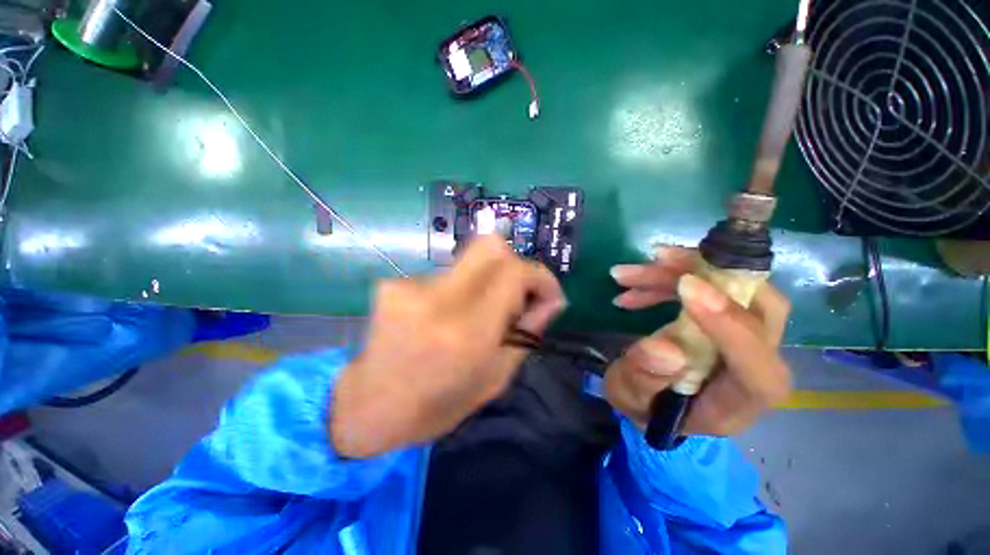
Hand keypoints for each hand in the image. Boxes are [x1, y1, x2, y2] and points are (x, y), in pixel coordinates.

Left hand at [331, 236, 566, 458]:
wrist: (369, 406)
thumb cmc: (438, 404)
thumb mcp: (495, 377)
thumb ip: (528, 332)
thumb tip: (551, 300)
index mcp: (467, 332)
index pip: (514, 272)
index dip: (539, 276)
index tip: (548, 294)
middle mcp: (439, 299)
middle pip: (490, 245)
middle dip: (514, 265)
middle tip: (516, 294)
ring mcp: (411, 287)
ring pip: (469, 261)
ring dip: (485, 282)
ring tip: (475, 314)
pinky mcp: (394, 283)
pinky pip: (446, 274)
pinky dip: (458, 289)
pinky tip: (445, 316)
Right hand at [606, 247, 791, 436]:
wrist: (653, 399)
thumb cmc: (644, 406)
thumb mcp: (629, 397)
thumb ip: (643, 379)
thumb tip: (665, 349)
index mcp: (736, 402)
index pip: (759, 368)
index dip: (730, 325)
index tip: (687, 287)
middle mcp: (754, 367)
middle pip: (762, 311)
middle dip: (709, 276)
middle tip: (658, 260)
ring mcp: (745, 339)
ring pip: (733, 289)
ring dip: (679, 272)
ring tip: (626, 275)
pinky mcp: (727, 320)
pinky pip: (710, 286)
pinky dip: (672, 277)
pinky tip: (636, 285)